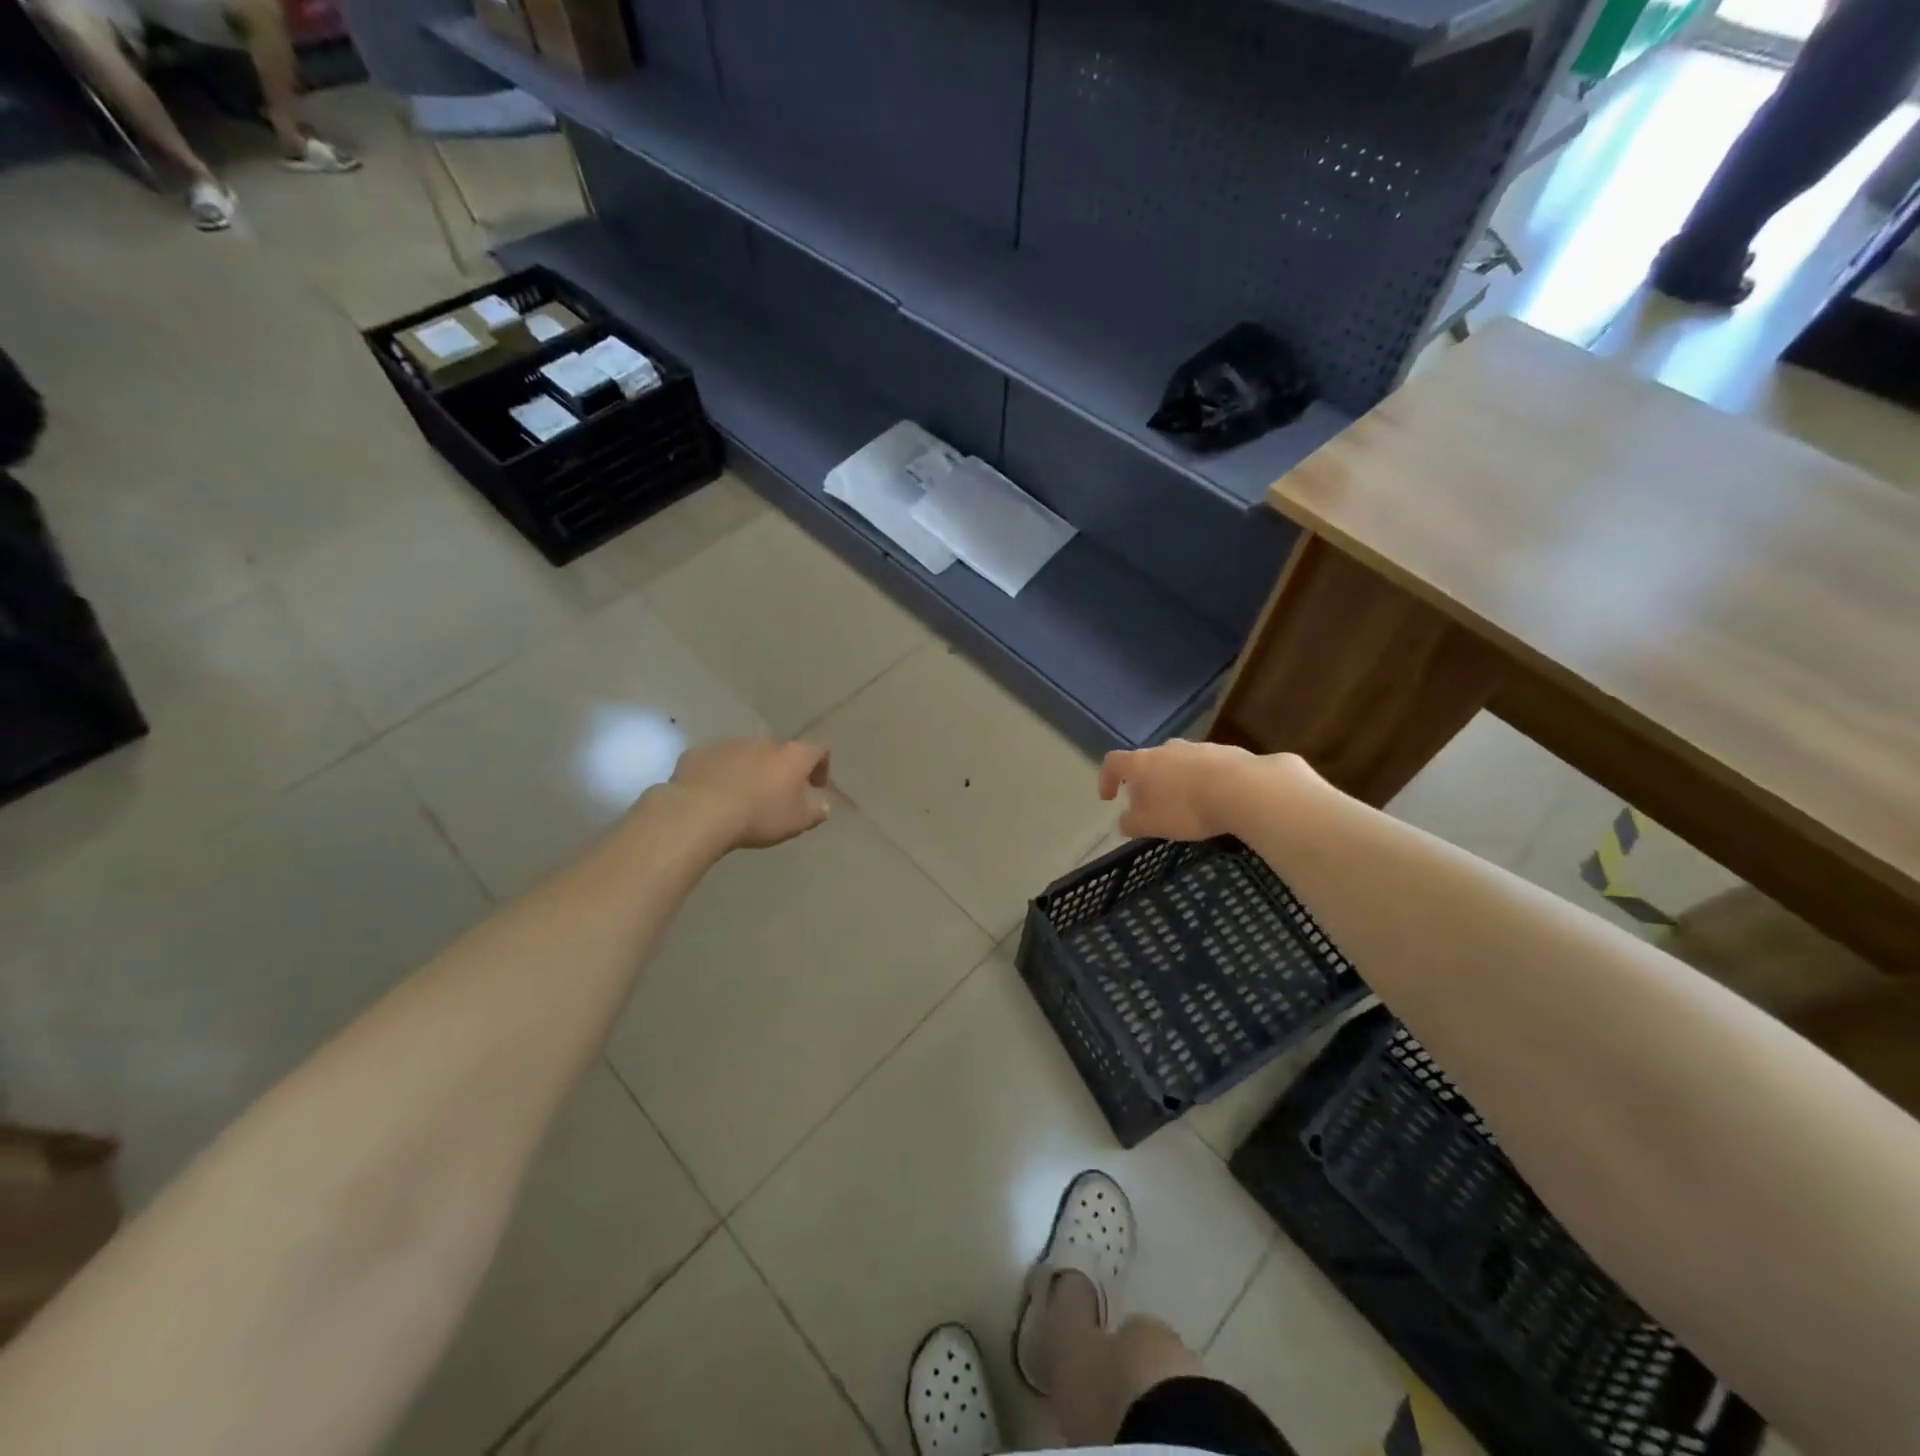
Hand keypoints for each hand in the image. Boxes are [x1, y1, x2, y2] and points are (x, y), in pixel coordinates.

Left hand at [667, 736, 832, 849]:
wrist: (701, 812)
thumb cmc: (759, 816)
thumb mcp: (796, 822)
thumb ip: (815, 812)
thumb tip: (824, 806)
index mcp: (792, 755)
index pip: (818, 751)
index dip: (821, 766)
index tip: (816, 786)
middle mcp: (764, 742)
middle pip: (780, 751)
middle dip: (782, 769)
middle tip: (778, 793)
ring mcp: (730, 743)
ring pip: (747, 753)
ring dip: (751, 769)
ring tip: (744, 795)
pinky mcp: (701, 752)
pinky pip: (718, 760)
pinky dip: (722, 772)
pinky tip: (715, 793)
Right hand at [1098, 739, 1267, 841]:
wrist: (1243, 789)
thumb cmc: (1186, 807)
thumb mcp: (1150, 824)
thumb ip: (1131, 823)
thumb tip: (1124, 821)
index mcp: (1142, 763)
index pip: (1113, 762)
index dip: (1106, 779)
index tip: (1109, 798)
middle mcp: (1166, 749)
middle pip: (1147, 761)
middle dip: (1145, 781)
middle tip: (1149, 804)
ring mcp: (1197, 747)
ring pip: (1177, 762)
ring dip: (1174, 780)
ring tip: (1184, 804)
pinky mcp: (1226, 752)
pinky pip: (1205, 766)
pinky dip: (1201, 781)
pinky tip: (1212, 800)